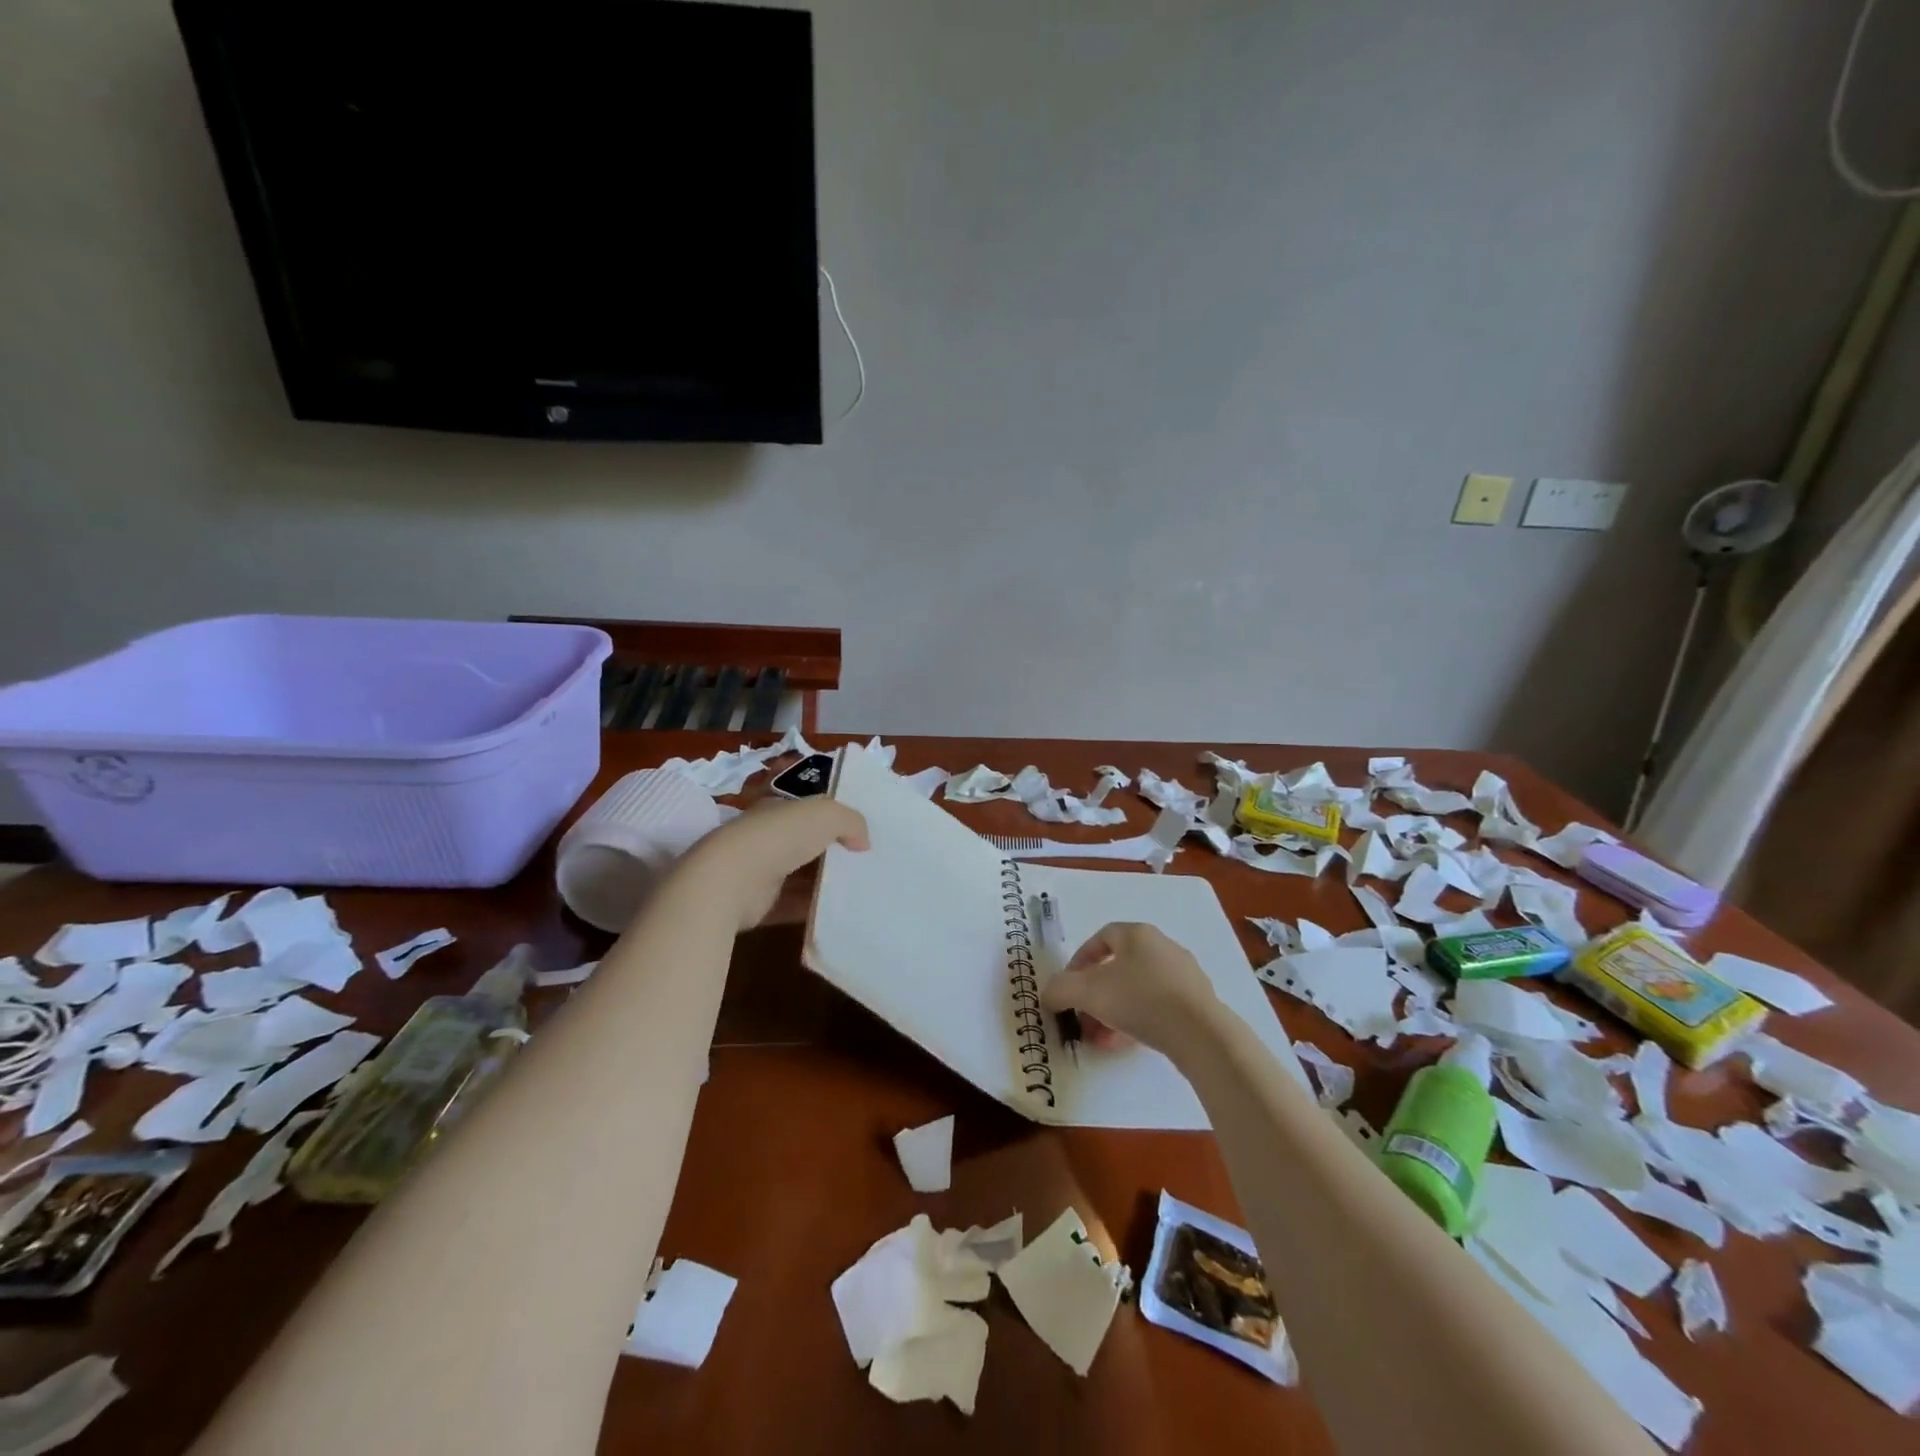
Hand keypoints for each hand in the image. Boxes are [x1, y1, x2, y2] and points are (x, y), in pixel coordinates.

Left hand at [680, 796, 868, 929]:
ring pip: (800, 875)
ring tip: (859, 890)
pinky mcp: (758, 904)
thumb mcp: (826, 814)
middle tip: (866, 863)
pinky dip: (812, 910)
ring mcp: (759, 871)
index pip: (807, 810)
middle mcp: (765, 837)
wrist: (729, 881)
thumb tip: (863, 842)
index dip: (834, 818)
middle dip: (832, 852)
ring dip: (824, 882)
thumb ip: (851, 821)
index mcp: (776, 810)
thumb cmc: (779, 837)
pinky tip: (838, 913)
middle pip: (805, 843)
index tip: (861, 833)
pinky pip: (791, 906)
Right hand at [1041, 921, 1223, 1058]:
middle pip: (1119, 967)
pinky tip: (1126, 1044)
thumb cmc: (1138, 999)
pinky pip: (1159, 1006)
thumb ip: (1060, 990)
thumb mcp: (1087, 992)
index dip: (1080, 959)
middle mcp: (1162, 947)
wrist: (1200, 1033)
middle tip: (1084, 1018)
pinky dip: (1138, 1021)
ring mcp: (1183, 975)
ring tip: (1101, 1038)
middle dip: (1095, 994)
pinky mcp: (1197, 1002)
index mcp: (1137, 934)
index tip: (1069, 985)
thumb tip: (1049, 995)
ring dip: (1114, 1011)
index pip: (1102, 937)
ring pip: (1137, 990)